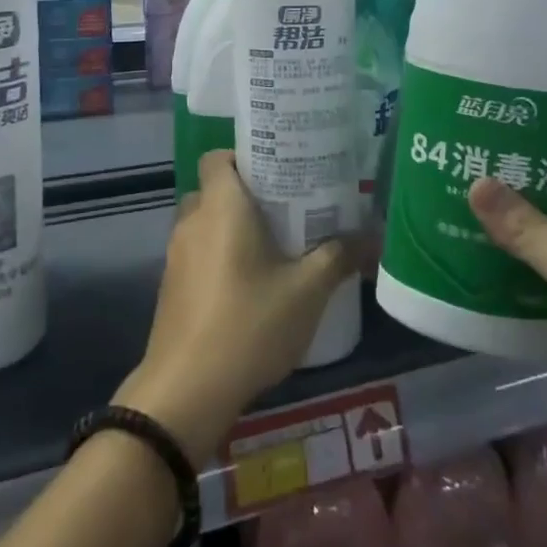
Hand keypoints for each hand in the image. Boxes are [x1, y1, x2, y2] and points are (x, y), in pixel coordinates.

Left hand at [115, 150, 358, 463]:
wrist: (186, 391)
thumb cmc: (248, 324)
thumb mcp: (307, 291)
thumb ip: (339, 257)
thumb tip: (375, 237)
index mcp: (220, 206)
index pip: (218, 157)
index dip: (245, 156)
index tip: (280, 171)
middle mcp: (192, 221)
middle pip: (216, 190)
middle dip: (249, 196)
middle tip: (290, 209)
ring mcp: (176, 255)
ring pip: (207, 224)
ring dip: (235, 229)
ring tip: (277, 247)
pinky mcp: (171, 287)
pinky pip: (198, 254)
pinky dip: (221, 257)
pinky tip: (251, 286)